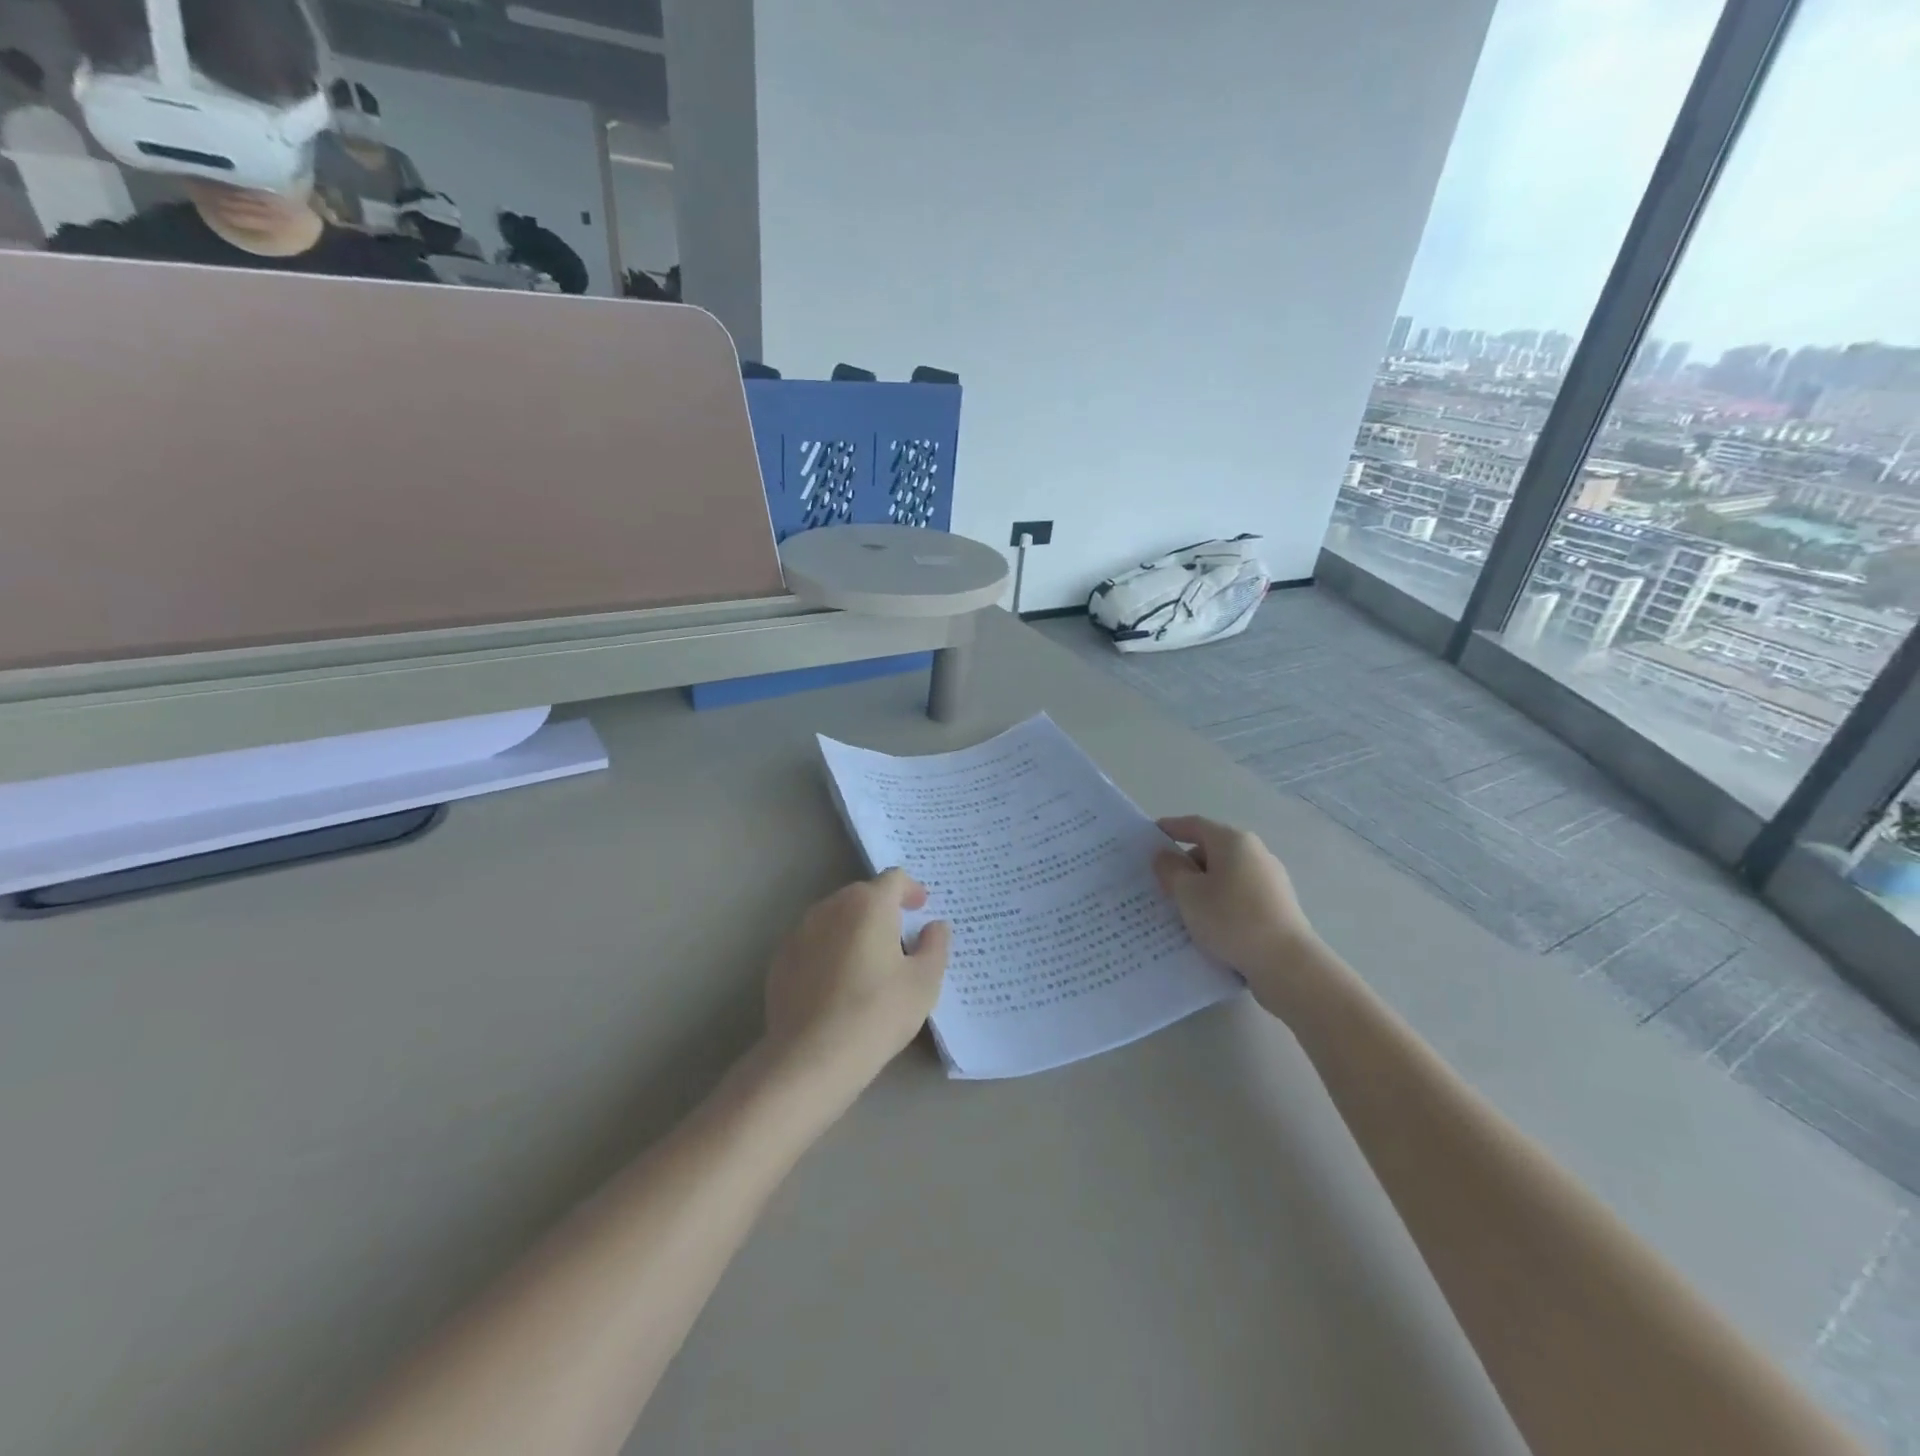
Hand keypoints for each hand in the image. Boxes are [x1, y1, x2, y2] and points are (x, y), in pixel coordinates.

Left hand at [762, 869, 950, 1090]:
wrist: (811, 1057)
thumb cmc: (877, 1013)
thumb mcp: (924, 982)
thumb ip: (935, 945)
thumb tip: (935, 926)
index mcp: (868, 904)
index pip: (894, 879)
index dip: (911, 890)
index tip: (921, 909)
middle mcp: (831, 907)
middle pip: (862, 895)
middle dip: (883, 909)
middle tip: (900, 939)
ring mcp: (800, 932)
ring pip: (835, 918)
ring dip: (854, 929)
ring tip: (868, 962)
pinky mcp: (781, 959)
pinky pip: (813, 943)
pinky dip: (829, 951)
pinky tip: (837, 985)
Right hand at [1153, 815, 1318, 1012]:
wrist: (1286, 963)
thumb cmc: (1230, 919)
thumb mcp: (1188, 894)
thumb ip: (1171, 870)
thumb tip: (1165, 856)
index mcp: (1233, 841)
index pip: (1195, 824)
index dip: (1170, 828)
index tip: (1150, 837)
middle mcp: (1255, 852)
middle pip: (1211, 849)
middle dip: (1185, 863)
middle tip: (1161, 883)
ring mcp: (1270, 879)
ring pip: (1225, 874)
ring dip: (1202, 886)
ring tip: (1181, 908)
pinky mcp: (1277, 905)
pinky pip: (1238, 894)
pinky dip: (1220, 901)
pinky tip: (1208, 924)